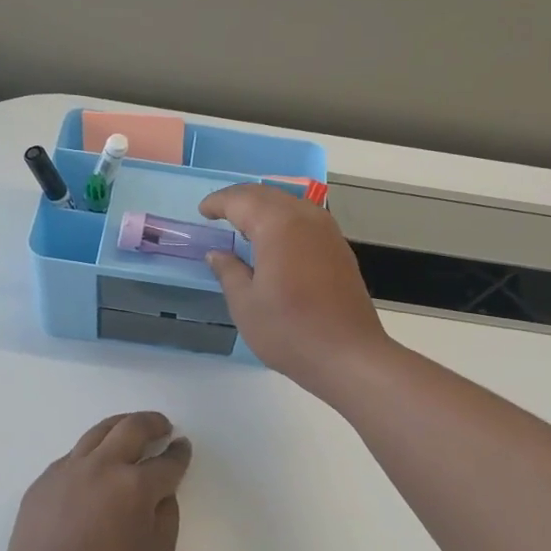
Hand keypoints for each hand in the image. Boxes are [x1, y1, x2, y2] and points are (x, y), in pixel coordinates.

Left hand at [3, 412, 191, 550]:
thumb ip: (167, 518)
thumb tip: (161, 494)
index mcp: (135, 486)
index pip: (167, 461)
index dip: (179, 452)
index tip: (182, 446)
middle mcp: (103, 466)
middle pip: (132, 427)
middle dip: (153, 423)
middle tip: (162, 427)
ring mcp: (69, 469)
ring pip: (99, 431)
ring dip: (121, 425)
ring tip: (130, 429)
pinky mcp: (45, 479)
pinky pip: (74, 454)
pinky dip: (92, 451)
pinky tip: (95, 464)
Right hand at [198, 184, 391, 397]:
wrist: (348, 355)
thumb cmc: (289, 331)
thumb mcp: (246, 304)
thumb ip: (228, 271)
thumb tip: (217, 254)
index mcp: (278, 225)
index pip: (242, 200)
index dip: (218, 202)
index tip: (203, 211)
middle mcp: (306, 218)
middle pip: (268, 196)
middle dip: (241, 200)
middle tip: (219, 213)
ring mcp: (328, 232)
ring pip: (290, 205)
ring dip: (264, 209)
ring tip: (244, 226)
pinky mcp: (340, 249)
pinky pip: (306, 220)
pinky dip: (284, 221)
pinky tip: (275, 243)